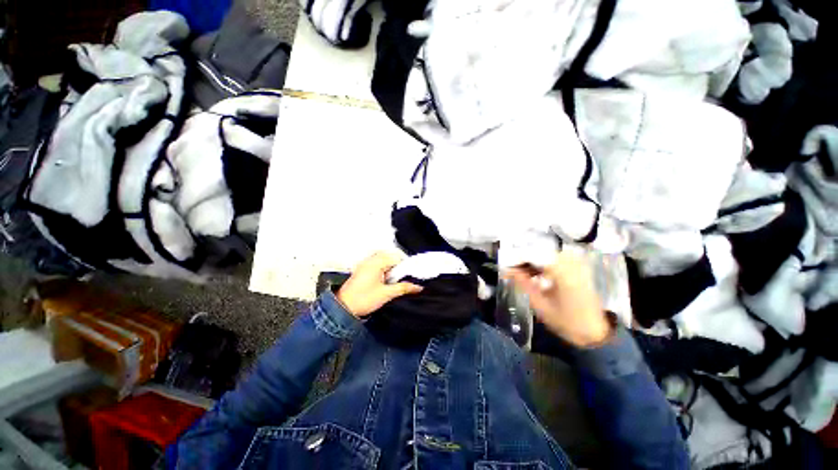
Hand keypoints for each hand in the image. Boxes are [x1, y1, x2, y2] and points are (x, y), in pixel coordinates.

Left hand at [337, 252, 422, 317]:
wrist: (343, 308)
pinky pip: (377, 263)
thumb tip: (418, 287)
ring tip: (393, 279)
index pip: (396, 257)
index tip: (410, 275)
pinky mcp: (362, 269)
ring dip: (391, 267)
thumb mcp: (386, 294)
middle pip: (390, 256)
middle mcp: (370, 260)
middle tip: (401, 278)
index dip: (405, 266)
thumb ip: (403, 288)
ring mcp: (365, 263)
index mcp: (376, 263)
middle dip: (398, 265)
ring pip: (384, 259)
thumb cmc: (363, 299)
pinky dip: (384, 268)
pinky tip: (385, 279)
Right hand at [506, 251, 611, 347]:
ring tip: (522, 273)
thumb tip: (507, 270)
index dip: (516, 258)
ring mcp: (577, 264)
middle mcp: (571, 263)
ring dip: (532, 261)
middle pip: (539, 251)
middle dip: (523, 259)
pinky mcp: (579, 267)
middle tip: (512, 270)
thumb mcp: (540, 304)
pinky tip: (536, 274)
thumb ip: (523, 283)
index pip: (533, 254)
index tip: (505, 266)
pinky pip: (555, 258)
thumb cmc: (567, 322)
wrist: (596, 333)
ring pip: (546, 253)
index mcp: (563, 272)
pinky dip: (542, 264)